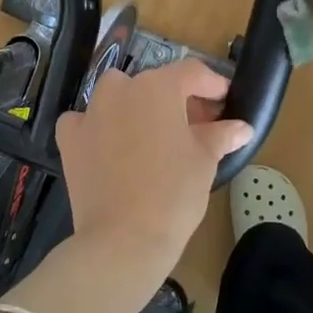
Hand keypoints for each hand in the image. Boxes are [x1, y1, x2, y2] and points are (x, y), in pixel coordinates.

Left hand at [55, 58, 252, 278]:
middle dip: (177, 100)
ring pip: (118, 96)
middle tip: (196, 126)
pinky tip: (110, 146)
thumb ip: (221, 135)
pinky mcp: (69, 138)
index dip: (212, 84)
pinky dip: (99, 127)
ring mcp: (91, 112)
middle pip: (155, 84)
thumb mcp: (205, 160)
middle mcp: (122, 89)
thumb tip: (242, 128)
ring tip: (153, 136)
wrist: (123, 239)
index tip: (224, 100)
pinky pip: (86, 121)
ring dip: (136, 107)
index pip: (192, 73)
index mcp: (159, 87)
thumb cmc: (174, 193)